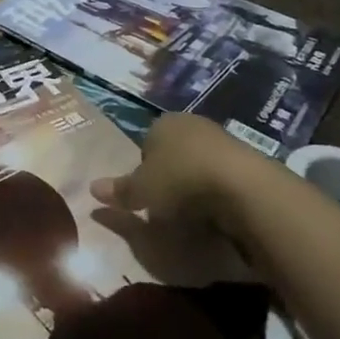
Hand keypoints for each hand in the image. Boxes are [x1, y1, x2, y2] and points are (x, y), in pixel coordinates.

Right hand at [88, 112, 250, 228]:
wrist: (241, 186)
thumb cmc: (180, 181)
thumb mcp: (141, 191)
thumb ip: (119, 191)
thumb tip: (92, 188)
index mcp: (163, 123)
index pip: (146, 144)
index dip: (144, 171)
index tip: (147, 196)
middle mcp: (192, 123)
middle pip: (174, 153)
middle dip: (171, 177)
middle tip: (168, 206)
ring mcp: (223, 139)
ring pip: (200, 164)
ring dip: (196, 186)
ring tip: (195, 215)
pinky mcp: (247, 159)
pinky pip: (223, 177)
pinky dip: (219, 193)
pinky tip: (219, 213)